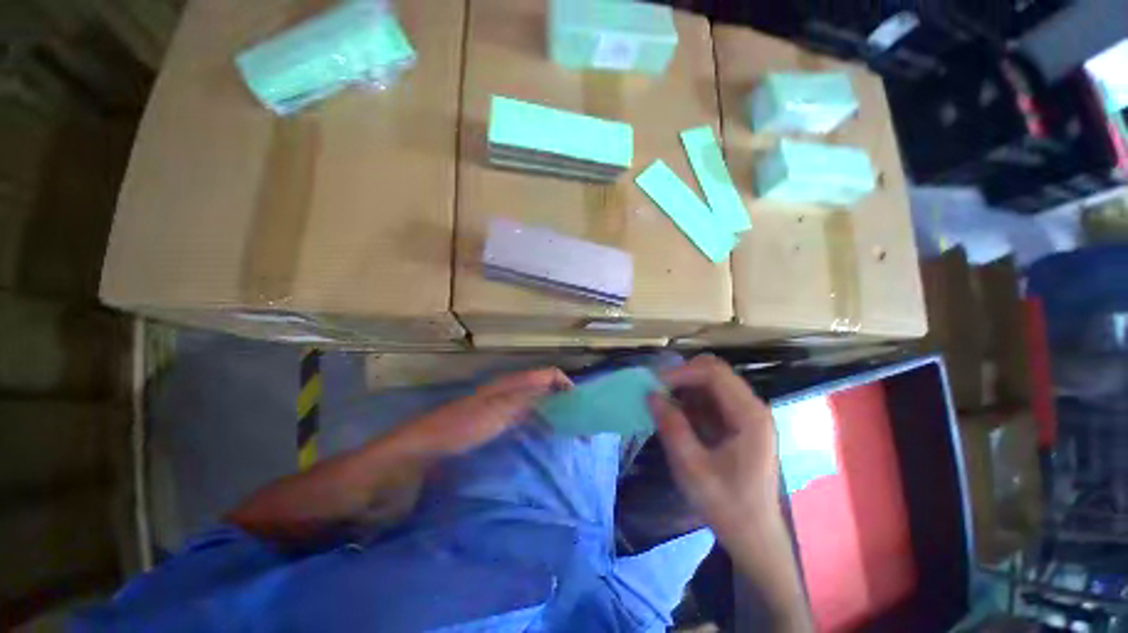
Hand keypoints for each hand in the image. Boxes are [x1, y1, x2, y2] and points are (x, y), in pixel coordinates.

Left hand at [390, 368, 571, 457]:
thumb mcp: (497, 410)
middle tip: (581, 425)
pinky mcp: (495, 426)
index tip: (583, 408)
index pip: (548, 375)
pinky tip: (545, 442)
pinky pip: (525, 421)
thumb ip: (528, 397)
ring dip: (554, 415)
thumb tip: (558, 387)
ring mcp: (502, 409)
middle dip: (564, 402)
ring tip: (570, 435)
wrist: (422, 452)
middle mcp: (510, 392)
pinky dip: (539, 427)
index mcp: (511, 384)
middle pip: (545, 389)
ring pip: (536, 405)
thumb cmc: (461, 428)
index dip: (567, 385)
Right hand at [649, 355, 780, 544]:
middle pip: (714, 371)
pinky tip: (674, 414)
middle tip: (656, 390)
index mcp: (750, 416)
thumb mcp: (693, 469)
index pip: (714, 374)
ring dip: (684, 387)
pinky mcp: (736, 422)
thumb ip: (672, 427)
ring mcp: (745, 414)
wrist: (754, 536)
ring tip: (661, 402)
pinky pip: (709, 398)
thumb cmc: (727, 506)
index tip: (654, 385)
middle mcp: (752, 407)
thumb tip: (651, 394)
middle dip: (682, 375)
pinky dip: (689, 399)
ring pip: (710, 382)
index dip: (681, 372)